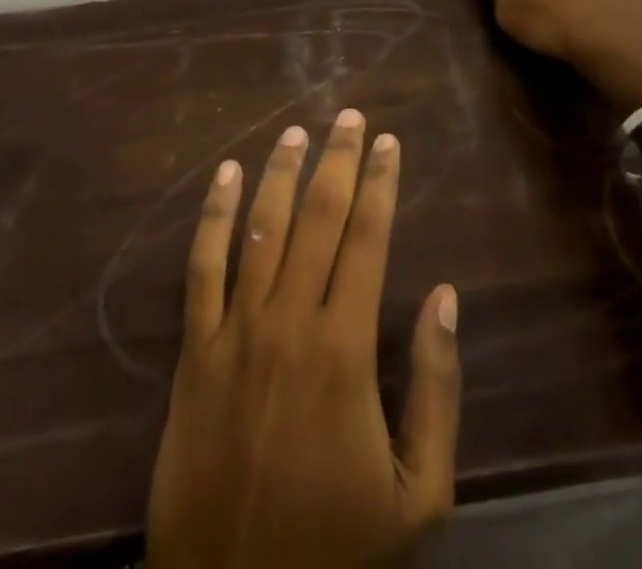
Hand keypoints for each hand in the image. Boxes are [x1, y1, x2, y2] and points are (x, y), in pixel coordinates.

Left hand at [146, 111, 460, 568]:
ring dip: (281, 172)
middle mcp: (289, 321)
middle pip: (318, 218)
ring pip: (261, 227)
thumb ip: (436, 389)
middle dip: (338, 160)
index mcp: (345, 349)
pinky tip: (227, 174)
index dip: (381, 184)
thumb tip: (447, 296)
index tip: (390, 142)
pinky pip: (202, 265)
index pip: (368, 240)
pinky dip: (215, 214)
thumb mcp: (418, 494)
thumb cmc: (335, 548)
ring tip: (297, 131)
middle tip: (350, 115)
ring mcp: (236, 329)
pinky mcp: (195, 347)